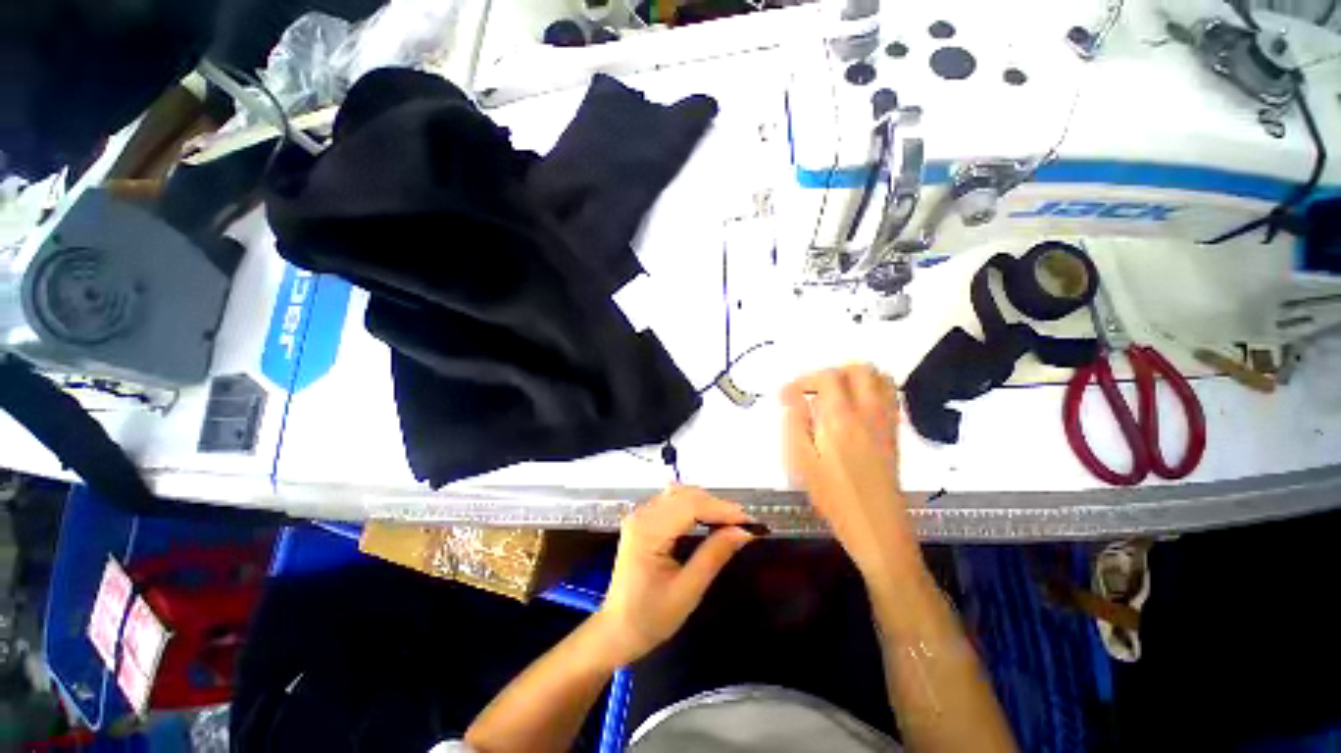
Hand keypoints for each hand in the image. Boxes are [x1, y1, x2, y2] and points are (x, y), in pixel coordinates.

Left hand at [595, 485, 756, 663]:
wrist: (616, 630)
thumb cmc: (650, 618)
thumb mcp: (687, 591)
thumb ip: (714, 556)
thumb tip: (744, 532)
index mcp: (648, 531)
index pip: (690, 506)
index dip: (722, 510)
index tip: (750, 522)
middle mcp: (642, 515)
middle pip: (686, 495)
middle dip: (717, 506)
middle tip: (744, 524)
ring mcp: (640, 515)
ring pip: (680, 494)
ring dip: (707, 503)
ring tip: (731, 521)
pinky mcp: (643, 520)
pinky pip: (673, 502)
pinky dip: (695, 506)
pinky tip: (708, 518)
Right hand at [782, 364, 918, 578]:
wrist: (877, 526)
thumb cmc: (833, 496)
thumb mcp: (801, 461)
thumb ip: (795, 422)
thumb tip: (790, 394)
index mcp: (841, 418)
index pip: (827, 377)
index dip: (804, 380)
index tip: (788, 396)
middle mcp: (868, 412)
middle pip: (859, 369)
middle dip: (831, 373)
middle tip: (813, 392)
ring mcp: (885, 421)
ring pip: (879, 378)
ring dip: (854, 378)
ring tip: (833, 396)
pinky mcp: (894, 432)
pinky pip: (890, 395)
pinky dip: (871, 389)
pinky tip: (854, 409)